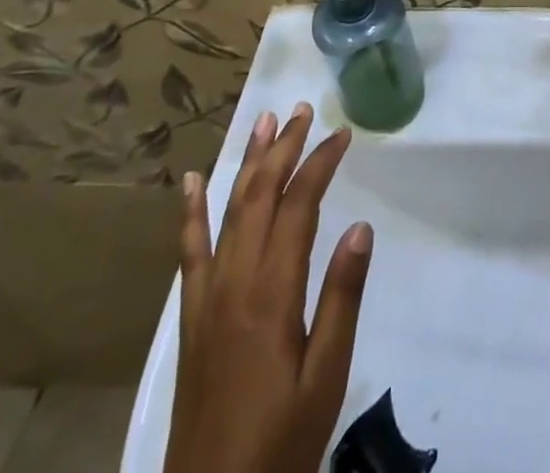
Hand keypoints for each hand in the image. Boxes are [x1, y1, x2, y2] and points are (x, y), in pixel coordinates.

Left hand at [167, 103, 373, 472]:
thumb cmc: (280, 445)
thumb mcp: (325, 378)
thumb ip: (342, 299)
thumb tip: (360, 227)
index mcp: (271, 293)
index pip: (299, 206)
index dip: (320, 164)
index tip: (343, 134)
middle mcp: (235, 282)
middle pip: (260, 196)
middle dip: (284, 149)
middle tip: (303, 111)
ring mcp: (207, 298)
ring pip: (228, 212)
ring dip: (248, 163)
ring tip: (264, 122)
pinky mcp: (192, 318)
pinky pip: (190, 252)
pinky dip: (192, 212)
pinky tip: (194, 182)